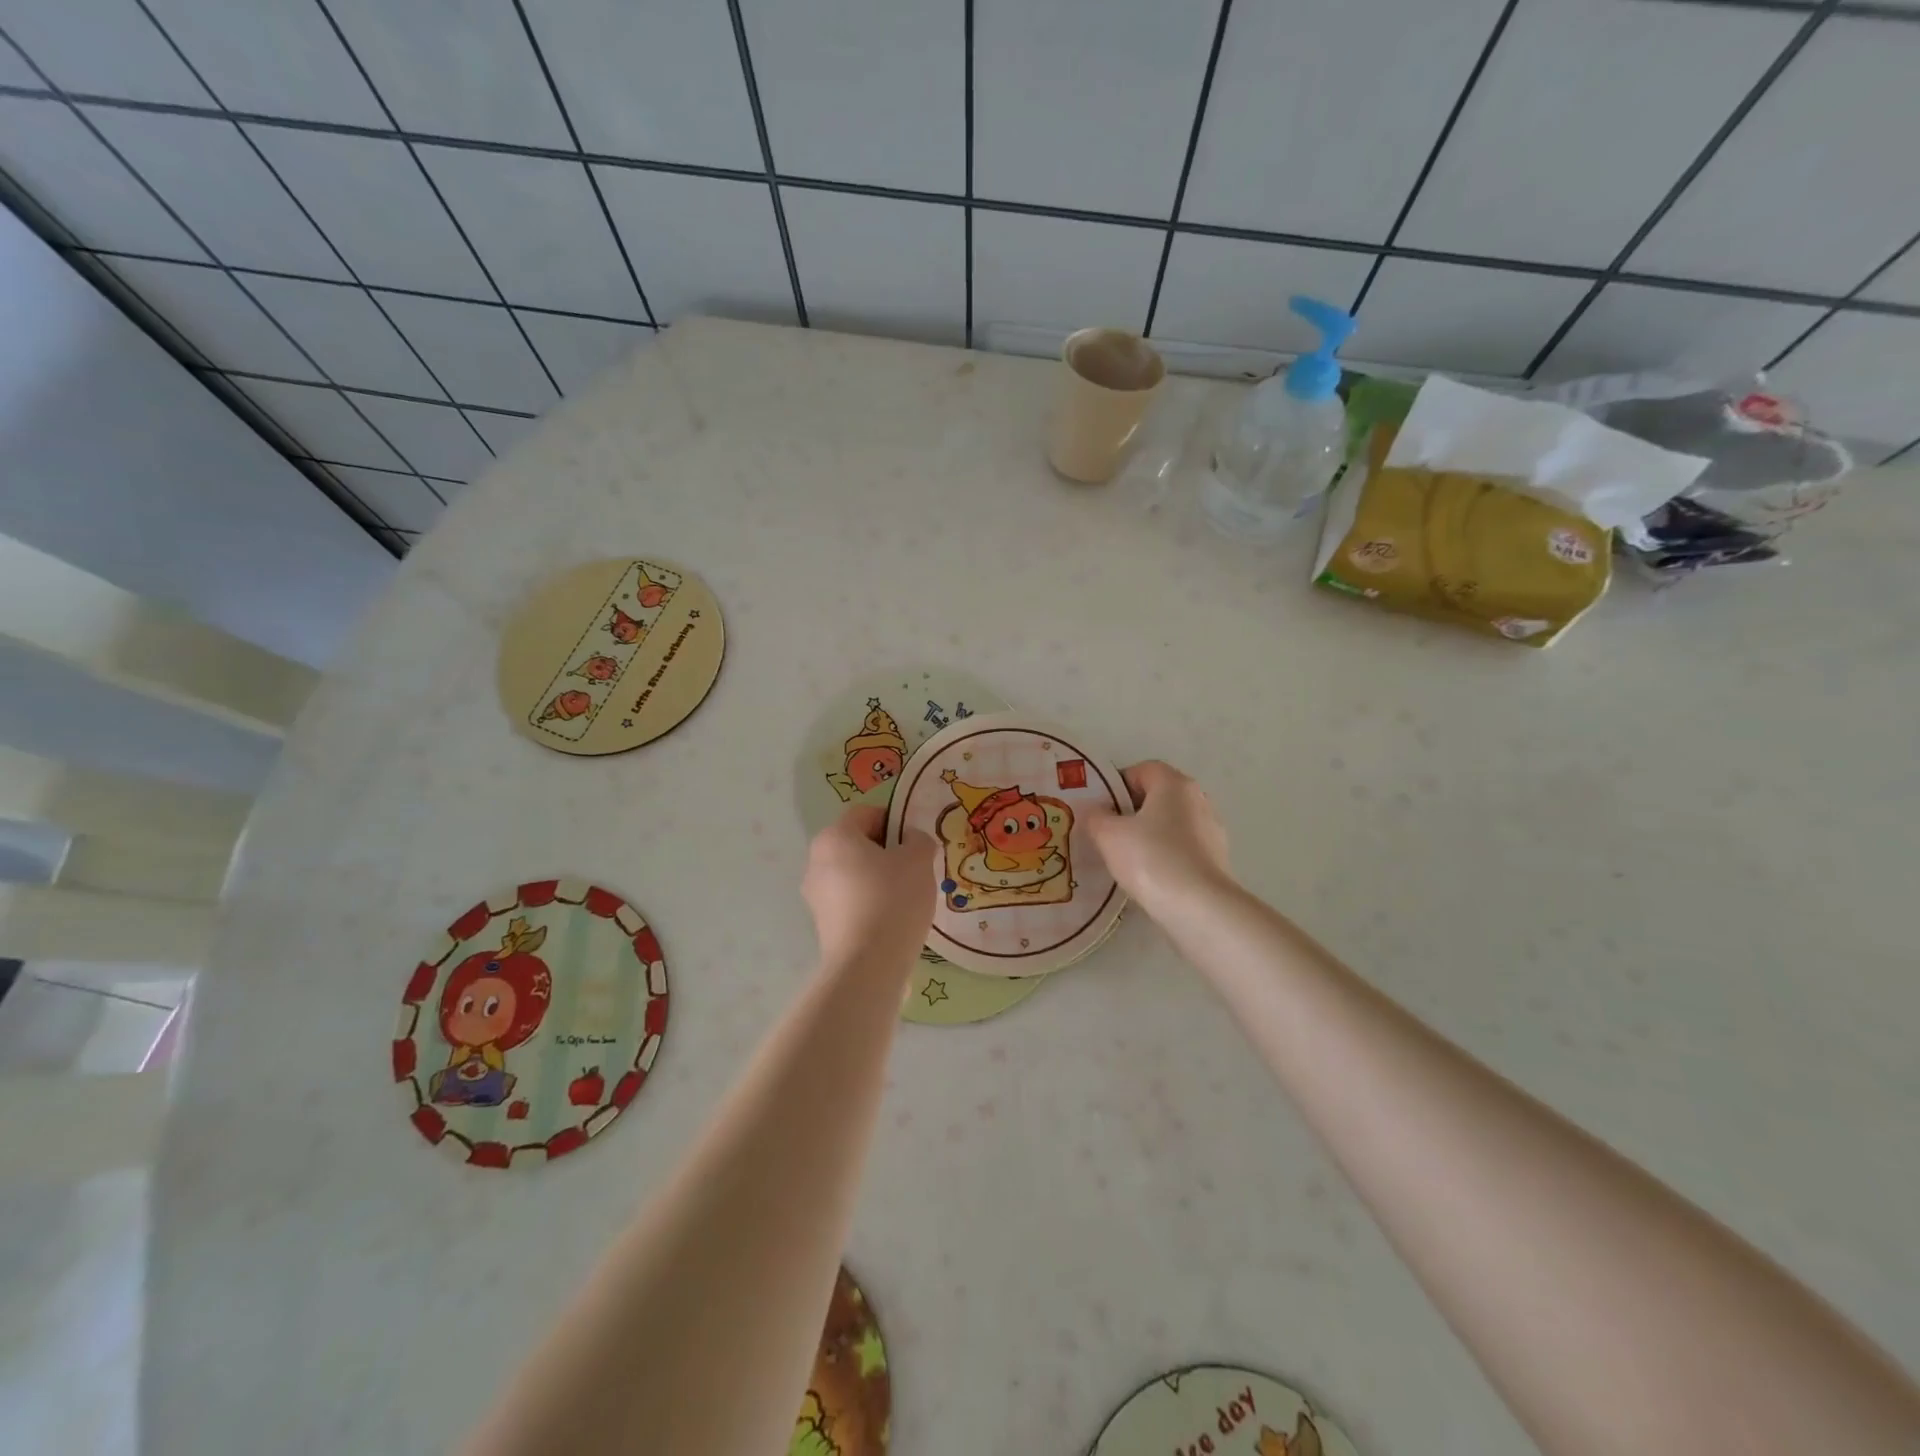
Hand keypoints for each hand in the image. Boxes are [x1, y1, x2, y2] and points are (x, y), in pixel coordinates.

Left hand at [802, 805, 937, 972]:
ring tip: (906, 897)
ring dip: (878, 878)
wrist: (868, 965)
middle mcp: (816, 861)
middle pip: (857, 844)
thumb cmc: (893, 899)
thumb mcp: (918, 860)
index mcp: (834, 837)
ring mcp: (815, 895)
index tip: (915, 842)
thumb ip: (918, 840)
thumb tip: (911, 841)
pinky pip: (850, 901)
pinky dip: (869, 903)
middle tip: (915, 868)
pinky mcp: (822, 924)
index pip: (866, 814)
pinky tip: (891, 919)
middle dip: (886, 852)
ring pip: (853, 874)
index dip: (894, 821)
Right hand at [1084, 761, 1232, 917]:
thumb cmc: (1151, 859)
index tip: (1100, 807)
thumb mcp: (1109, 835)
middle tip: (1107, 831)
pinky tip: (1149, 877)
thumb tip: (1095, 812)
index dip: (1117, 784)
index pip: (1142, 770)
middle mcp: (1198, 799)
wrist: (1199, 908)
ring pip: (1171, 824)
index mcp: (1175, 784)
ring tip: (1125, 858)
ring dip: (1149, 835)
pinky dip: (1165, 856)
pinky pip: (1183, 848)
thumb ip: (1096, 817)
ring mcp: (1212, 830)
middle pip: (1159, 796)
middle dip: (1132, 810)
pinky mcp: (1217, 860)